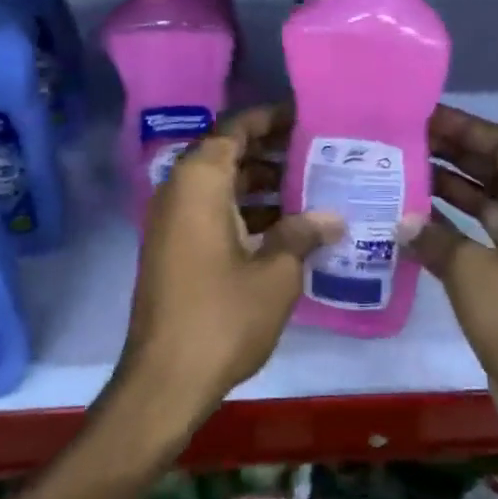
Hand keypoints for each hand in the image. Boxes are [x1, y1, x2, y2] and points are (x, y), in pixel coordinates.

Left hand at [115, 105, 342, 437]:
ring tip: (312, 188)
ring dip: (261, 184)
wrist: (164, 381)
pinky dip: (244, 210)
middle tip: (318, 153)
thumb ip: (303, 234)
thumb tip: (333, 216)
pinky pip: (212, 210)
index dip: (271, 118)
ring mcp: (172, 220)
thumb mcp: (275, 273)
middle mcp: (179, 190)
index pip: (236, 127)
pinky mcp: (173, 247)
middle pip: (228, 153)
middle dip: (272, 152)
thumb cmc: (222, 316)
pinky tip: (285, 228)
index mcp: (200, 181)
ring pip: (221, 184)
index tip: (307, 117)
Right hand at [411, 104, 497, 439]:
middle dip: (454, 155)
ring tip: (400, 170)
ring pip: (489, 205)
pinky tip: (412, 221)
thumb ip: (435, 237)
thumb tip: (402, 219)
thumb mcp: (475, 274)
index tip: (422, 116)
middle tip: (403, 139)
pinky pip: (484, 240)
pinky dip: (453, 229)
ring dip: (450, 190)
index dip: (465, 129)